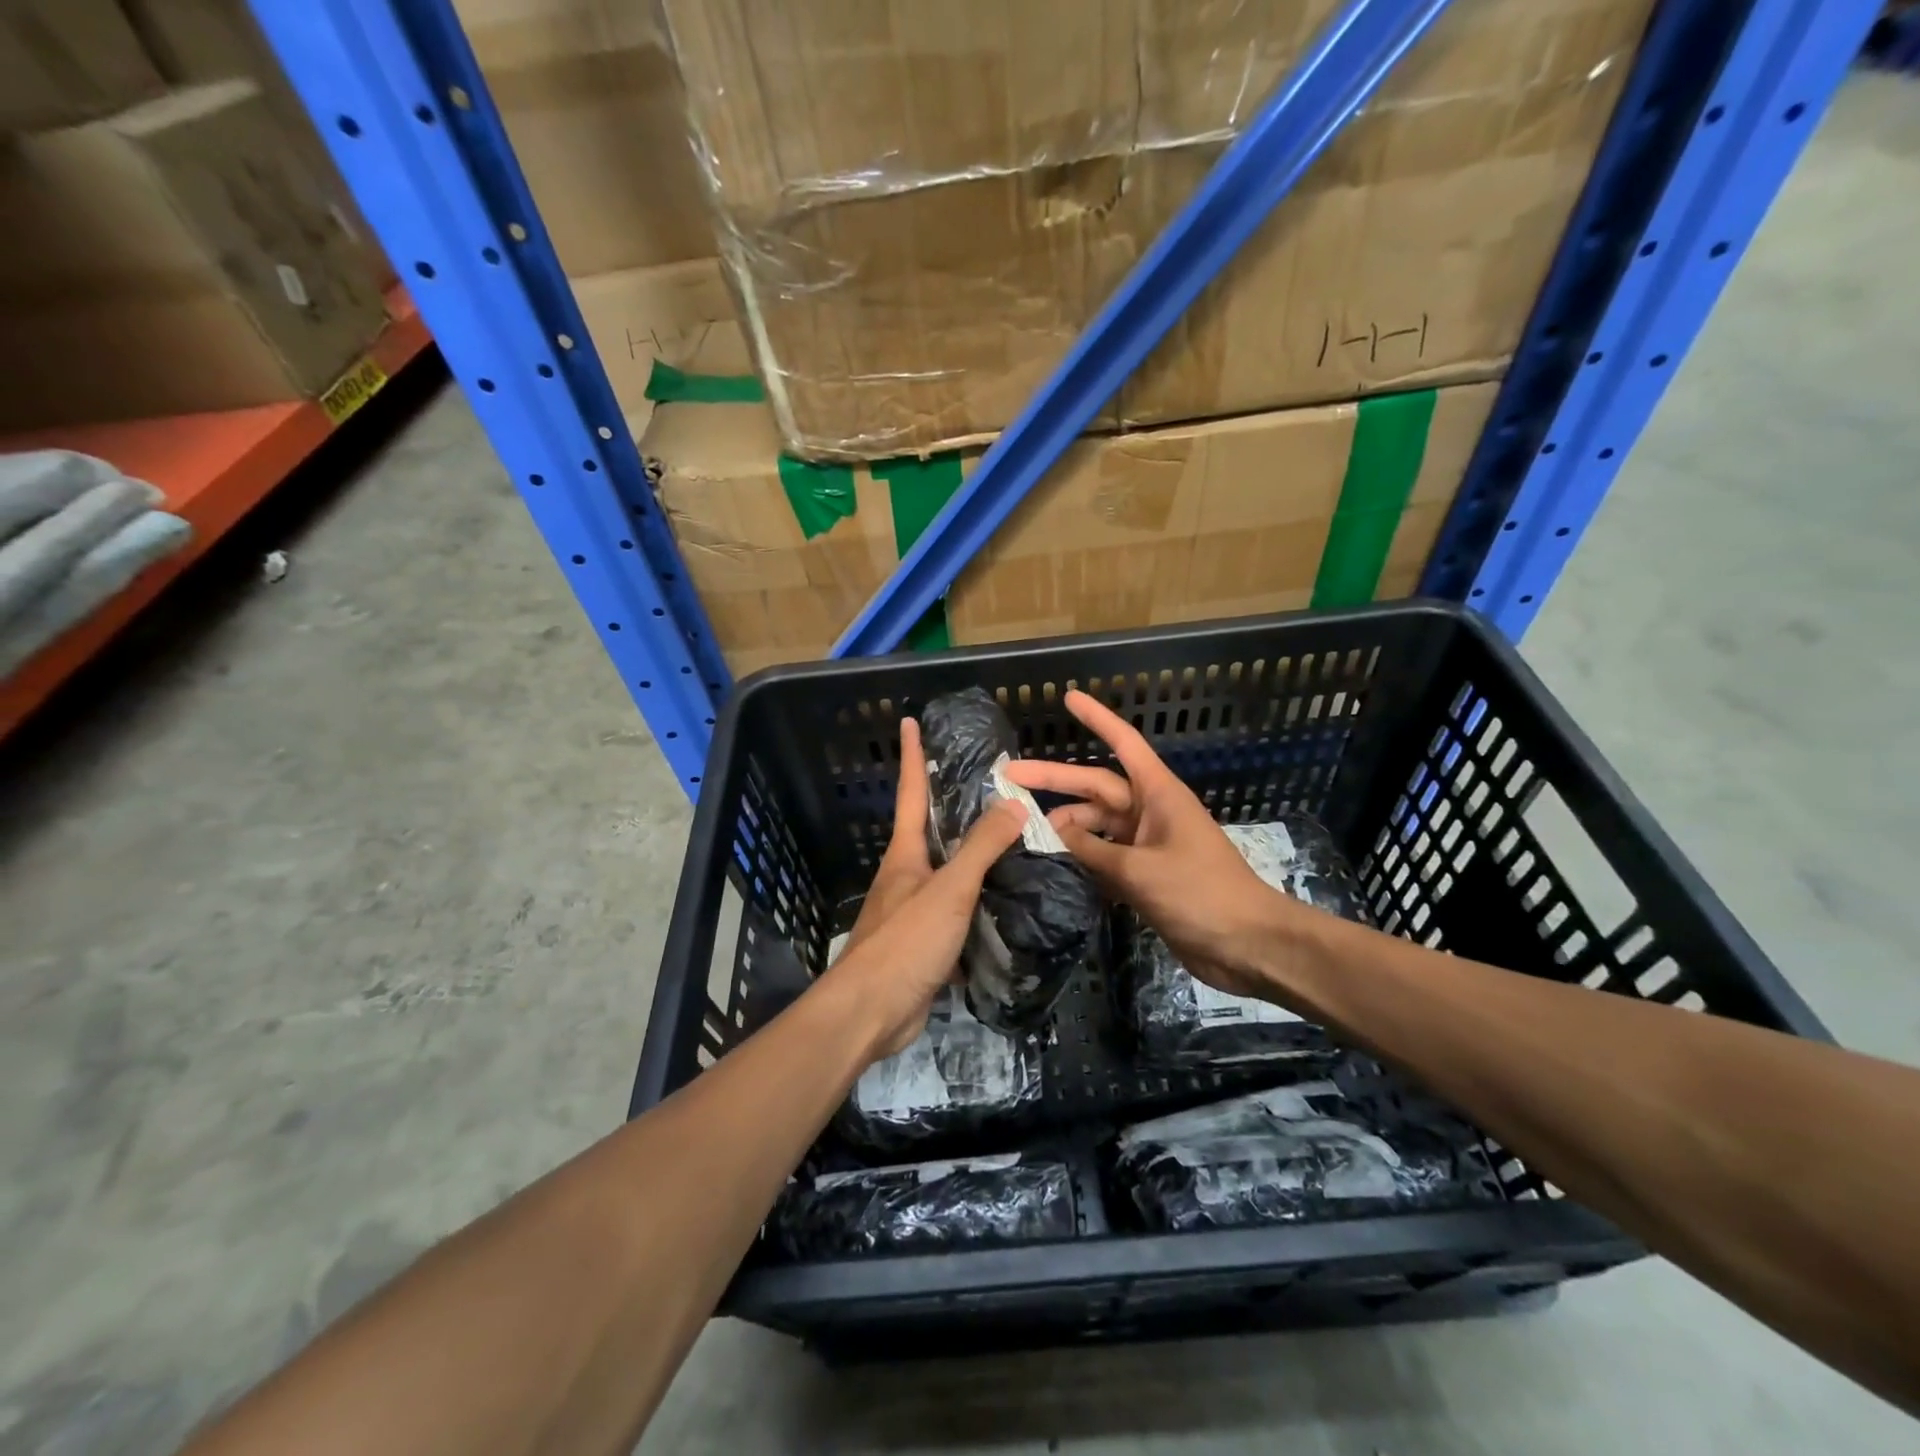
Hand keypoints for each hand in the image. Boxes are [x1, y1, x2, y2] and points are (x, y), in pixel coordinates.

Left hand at [825, 717, 1027, 1060]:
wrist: (871, 1013)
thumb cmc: (905, 941)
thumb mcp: (949, 889)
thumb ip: (981, 848)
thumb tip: (1013, 803)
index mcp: (905, 854)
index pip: (911, 792)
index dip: (913, 756)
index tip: (910, 722)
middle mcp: (906, 876)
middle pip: (931, 831)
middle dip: (952, 806)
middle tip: (990, 784)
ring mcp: (913, 912)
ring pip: (948, 874)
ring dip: (974, 858)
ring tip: (1013, 841)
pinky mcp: (925, 945)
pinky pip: (958, 913)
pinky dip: (981, 904)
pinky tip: (1008, 903)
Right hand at [1001, 690, 1308, 999]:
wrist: (1248, 944)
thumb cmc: (1199, 893)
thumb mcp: (1139, 870)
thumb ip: (1094, 850)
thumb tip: (1058, 832)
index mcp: (1159, 794)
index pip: (1123, 744)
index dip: (1096, 718)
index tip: (1068, 697)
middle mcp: (1151, 811)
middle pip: (1097, 785)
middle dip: (1056, 779)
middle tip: (1010, 775)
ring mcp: (1149, 843)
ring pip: (1099, 823)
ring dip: (1068, 824)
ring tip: (1029, 829)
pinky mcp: (1147, 874)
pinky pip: (1107, 853)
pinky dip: (1084, 854)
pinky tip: (1057, 859)